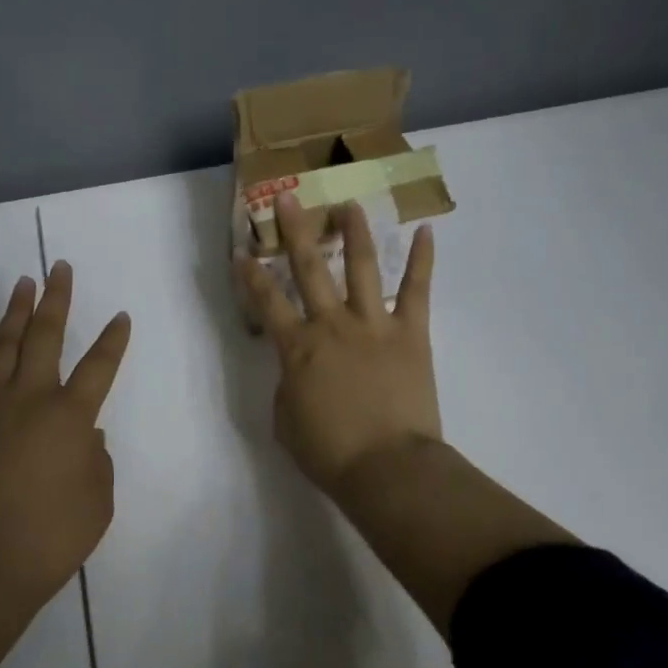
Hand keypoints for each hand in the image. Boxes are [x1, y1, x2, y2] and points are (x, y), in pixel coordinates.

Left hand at [0, 263, 131, 667]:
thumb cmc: (49, 541)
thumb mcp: (97, 505)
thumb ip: (97, 462)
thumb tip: (85, 435)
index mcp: (71, 418)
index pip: (99, 367)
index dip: (113, 340)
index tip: (121, 316)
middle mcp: (30, 399)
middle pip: (46, 337)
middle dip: (57, 299)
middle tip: (60, 268)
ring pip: (4, 345)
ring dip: (15, 311)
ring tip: (23, 283)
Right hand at [237, 192, 571, 630]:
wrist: (388, 468)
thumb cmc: (329, 452)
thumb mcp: (286, 420)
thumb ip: (287, 385)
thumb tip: (299, 369)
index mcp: (297, 348)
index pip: (266, 302)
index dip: (250, 276)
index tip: (242, 252)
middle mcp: (332, 325)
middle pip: (309, 269)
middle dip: (295, 231)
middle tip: (288, 199)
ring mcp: (374, 325)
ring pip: (363, 268)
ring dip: (354, 233)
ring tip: (350, 204)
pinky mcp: (411, 333)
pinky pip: (418, 291)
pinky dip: (422, 261)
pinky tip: (425, 232)